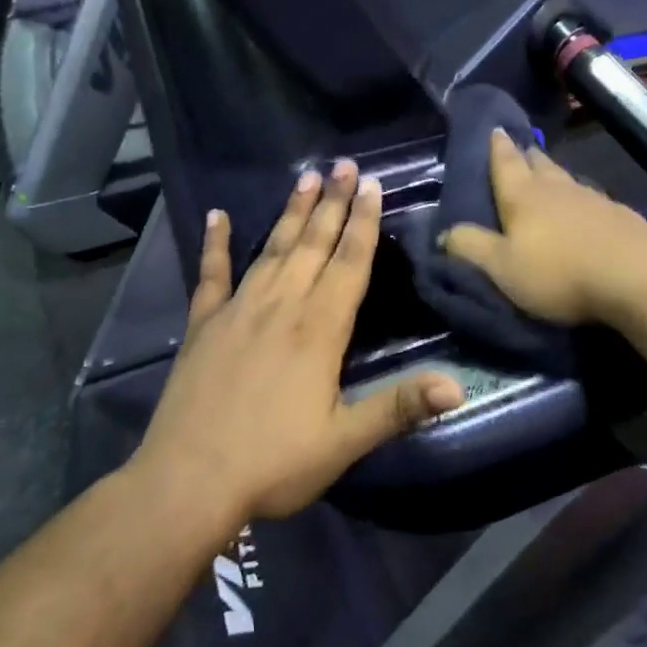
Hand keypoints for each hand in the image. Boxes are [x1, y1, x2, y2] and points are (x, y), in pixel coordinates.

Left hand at [138, 160, 467, 524]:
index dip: (364, 223)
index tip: (372, 185)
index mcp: (319, 329)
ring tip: (307, 178)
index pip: (350, 263)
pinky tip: (216, 216)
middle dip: (334, 203)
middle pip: (313, 243)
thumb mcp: (345, 441)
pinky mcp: (203, 326)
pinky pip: (211, 275)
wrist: (188, 482)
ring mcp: (238, 311)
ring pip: (272, 249)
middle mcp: (281, 306)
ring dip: (292, 212)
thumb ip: (399, 407)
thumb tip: (458, 386)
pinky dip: (213, 244)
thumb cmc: (274, 462)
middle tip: (346, 164)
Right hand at [442, 129, 646, 325]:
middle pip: (538, 164)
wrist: (636, 277)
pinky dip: (577, 198)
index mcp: (523, 196)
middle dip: (525, 155)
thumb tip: (444, 233)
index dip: (496, 146)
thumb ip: (471, 248)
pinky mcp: (618, 216)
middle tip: (518, 148)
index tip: (494, 127)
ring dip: (552, 174)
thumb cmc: (559, 272)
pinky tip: (581, 207)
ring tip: (545, 174)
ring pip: (565, 178)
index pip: (505, 163)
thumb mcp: (502, 268)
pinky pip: (588, 198)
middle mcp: (557, 188)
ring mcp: (592, 199)